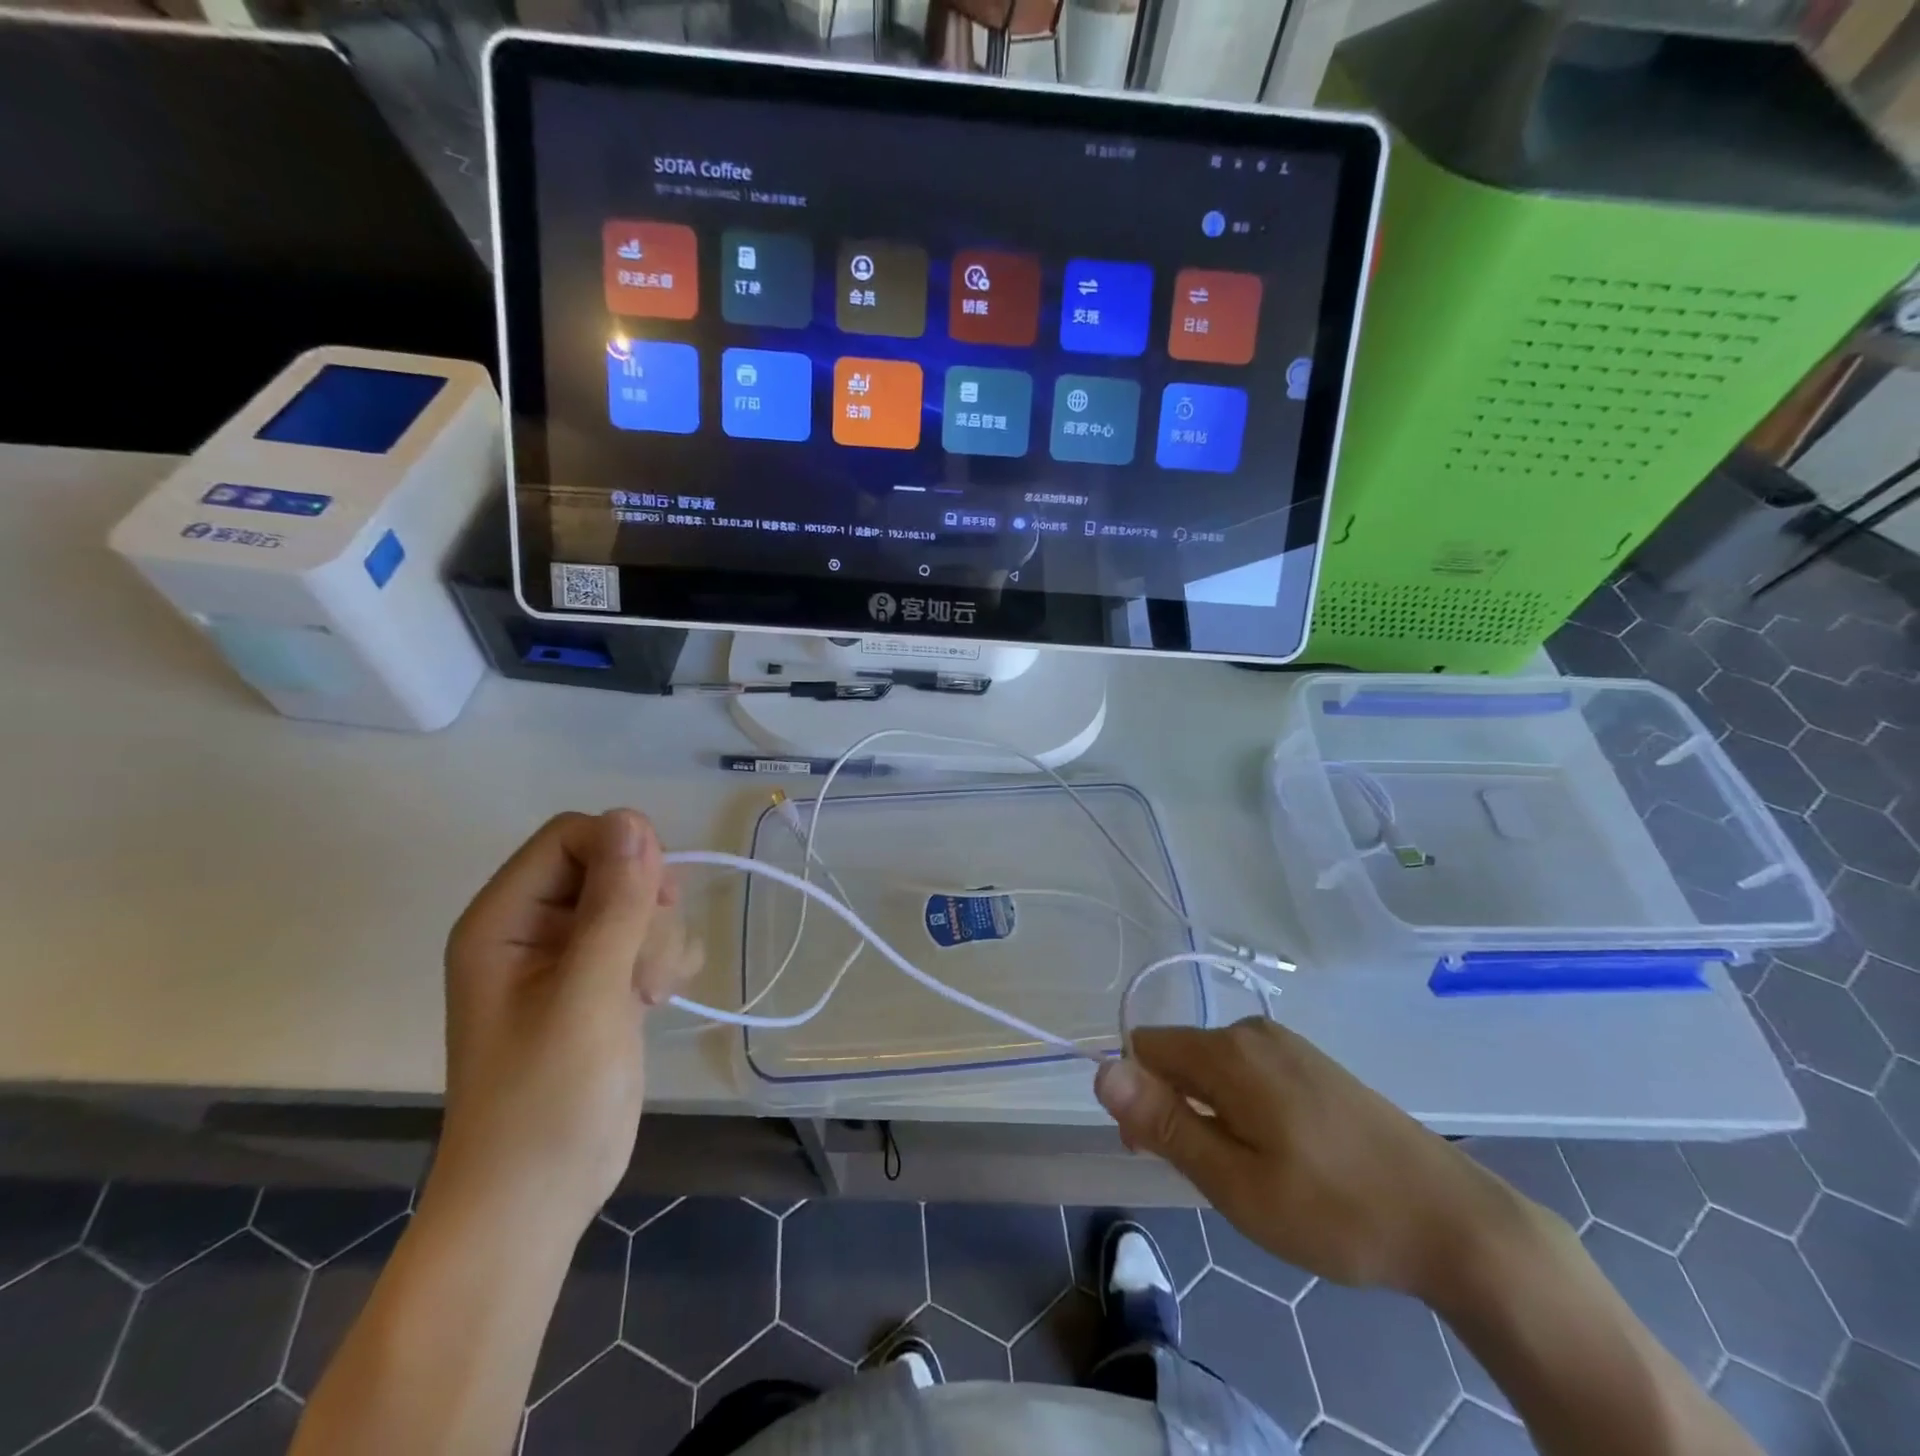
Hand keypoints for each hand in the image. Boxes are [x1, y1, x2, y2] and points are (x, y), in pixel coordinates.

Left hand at [432, 810, 701, 1238]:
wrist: (537, 1201)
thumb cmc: (546, 1101)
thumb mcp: (586, 997)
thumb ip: (612, 907)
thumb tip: (633, 819)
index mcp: (505, 919)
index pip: (572, 836)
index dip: (622, 853)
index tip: (655, 901)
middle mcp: (535, 928)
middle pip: (612, 866)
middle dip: (646, 908)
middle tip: (647, 967)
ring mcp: (570, 958)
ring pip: (639, 902)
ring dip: (660, 940)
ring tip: (651, 994)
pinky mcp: (602, 983)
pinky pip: (649, 937)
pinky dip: (666, 959)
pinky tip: (660, 999)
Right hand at [1094, 1018, 1520, 1296]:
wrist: (1452, 1221)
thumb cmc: (1334, 1210)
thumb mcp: (1235, 1182)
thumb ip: (1164, 1122)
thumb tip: (1102, 1070)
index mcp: (1228, 1051)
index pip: (1145, 1046)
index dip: (1138, 1096)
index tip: (1163, 1152)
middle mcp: (1253, 1031)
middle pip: (1179, 1055)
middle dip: (1175, 1107)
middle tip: (1217, 1177)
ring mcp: (1288, 1044)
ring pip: (1214, 1068)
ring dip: (1211, 1112)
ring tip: (1254, 1173)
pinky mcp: (1313, 1063)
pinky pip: (1249, 1072)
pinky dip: (1244, 1108)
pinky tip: (1284, 1156)